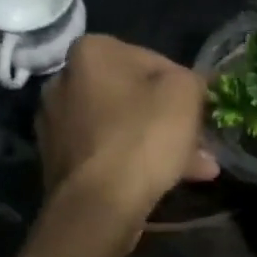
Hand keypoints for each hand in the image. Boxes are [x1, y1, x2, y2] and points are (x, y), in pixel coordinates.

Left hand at [38, 35, 218, 213]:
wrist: (98, 205)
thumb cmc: (143, 137)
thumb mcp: (185, 93)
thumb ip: (193, 80)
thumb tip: (192, 87)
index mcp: (91, 51)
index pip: (154, 61)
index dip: (185, 87)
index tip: (202, 112)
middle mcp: (63, 80)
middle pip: (134, 96)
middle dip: (170, 120)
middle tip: (201, 143)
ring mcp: (55, 123)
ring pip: (122, 127)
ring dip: (157, 143)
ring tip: (197, 169)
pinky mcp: (56, 160)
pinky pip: (106, 152)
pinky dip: (133, 161)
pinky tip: (165, 181)